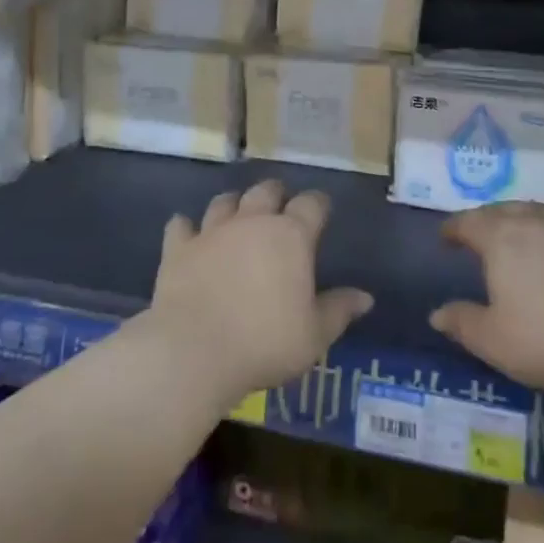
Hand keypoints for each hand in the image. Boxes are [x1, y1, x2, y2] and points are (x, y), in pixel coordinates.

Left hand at [149, 179, 372, 406]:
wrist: (194, 351)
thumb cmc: (265, 343)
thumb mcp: (314, 335)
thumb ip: (339, 310)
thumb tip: (365, 297)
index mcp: (291, 236)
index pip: (312, 204)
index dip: (318, 204)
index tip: (322, 211)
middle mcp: (252, 222)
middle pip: (266, 191)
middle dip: (276, 195)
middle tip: (280, 208)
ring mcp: (212, 231)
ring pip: (224, 201)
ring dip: (233, 205)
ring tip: (236, 214)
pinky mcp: (178, 248)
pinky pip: (181, 225)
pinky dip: (186, 228)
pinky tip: (188, 234)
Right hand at [431, 202, 543, 396]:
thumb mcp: (493, 340)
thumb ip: (462, 323)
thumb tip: (436, 314)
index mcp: (500, 239)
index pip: (469, 222)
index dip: (453, 228)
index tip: (445, 237)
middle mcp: (533, 224)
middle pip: (502, 210)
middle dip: (485, 218)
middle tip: (477, 231)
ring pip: (538, 212)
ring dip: (522, 217)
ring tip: (517, 231)